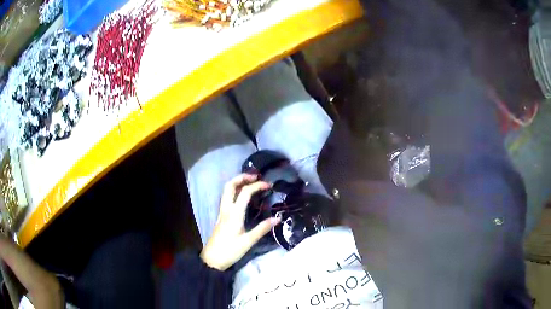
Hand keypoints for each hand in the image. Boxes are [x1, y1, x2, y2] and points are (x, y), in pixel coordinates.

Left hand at [200, 174, 280, 270]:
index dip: (257, 186)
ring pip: (227, 191)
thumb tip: (278, 218)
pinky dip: (236, 191)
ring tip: (251, 183)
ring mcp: (222, 212)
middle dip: (242, 177)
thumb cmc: (230, 251)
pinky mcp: (221, 217)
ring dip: (238, 183)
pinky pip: (227, 198)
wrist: (212, 259)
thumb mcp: (248, 241)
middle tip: (256, 177)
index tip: (269, 185)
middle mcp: (226, 209)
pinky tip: (243, 197)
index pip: (245, 192)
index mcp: (234, 214)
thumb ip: (262, 228)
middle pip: (230, 186)